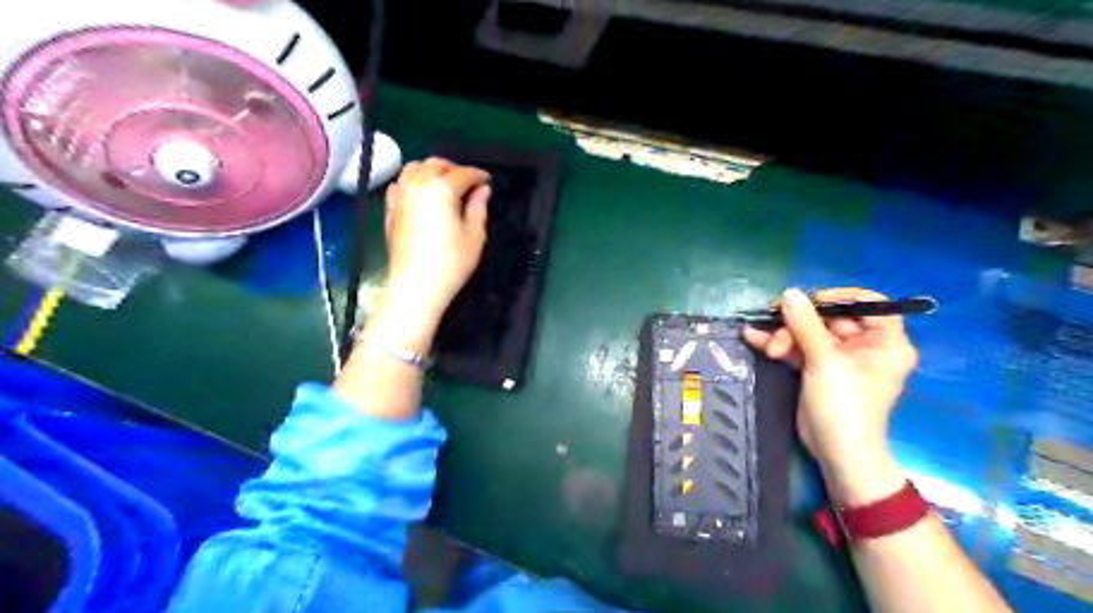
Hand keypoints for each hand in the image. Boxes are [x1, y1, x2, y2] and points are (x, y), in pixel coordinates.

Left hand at [380, 156, 488, 317]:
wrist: (415, 286)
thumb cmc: (451, 263)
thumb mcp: (474, 236)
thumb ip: (478, 208)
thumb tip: (483, 190)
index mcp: (442, 190)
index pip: (463, 173)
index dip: (478, 175)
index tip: (487, 181)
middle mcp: (418, 186)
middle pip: (435, 164)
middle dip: (454, 168)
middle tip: (468, 183)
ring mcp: (400, 197)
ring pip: (413, 169)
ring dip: (431, 170)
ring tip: (443, 184)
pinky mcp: (390, 211)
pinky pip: (399, 185)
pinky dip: (412, 182)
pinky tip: (420, 194)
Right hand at [748, 288, 915, 502]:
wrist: (837, 451)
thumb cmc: (845, 404)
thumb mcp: (825, 361)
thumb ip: (805, 324)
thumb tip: (788, 293)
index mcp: (883, 341)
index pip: (868, 303)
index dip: (838, 297)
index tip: (810, 302)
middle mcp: (864, 345)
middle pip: (829, 318)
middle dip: (798, 323)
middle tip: (777, 332)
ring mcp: (838, 358)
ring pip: (808, 333)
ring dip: (783, 335)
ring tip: (766, 346)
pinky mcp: (817, 369)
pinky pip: (798, 348)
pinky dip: (778, 344)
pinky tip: (753, 338)